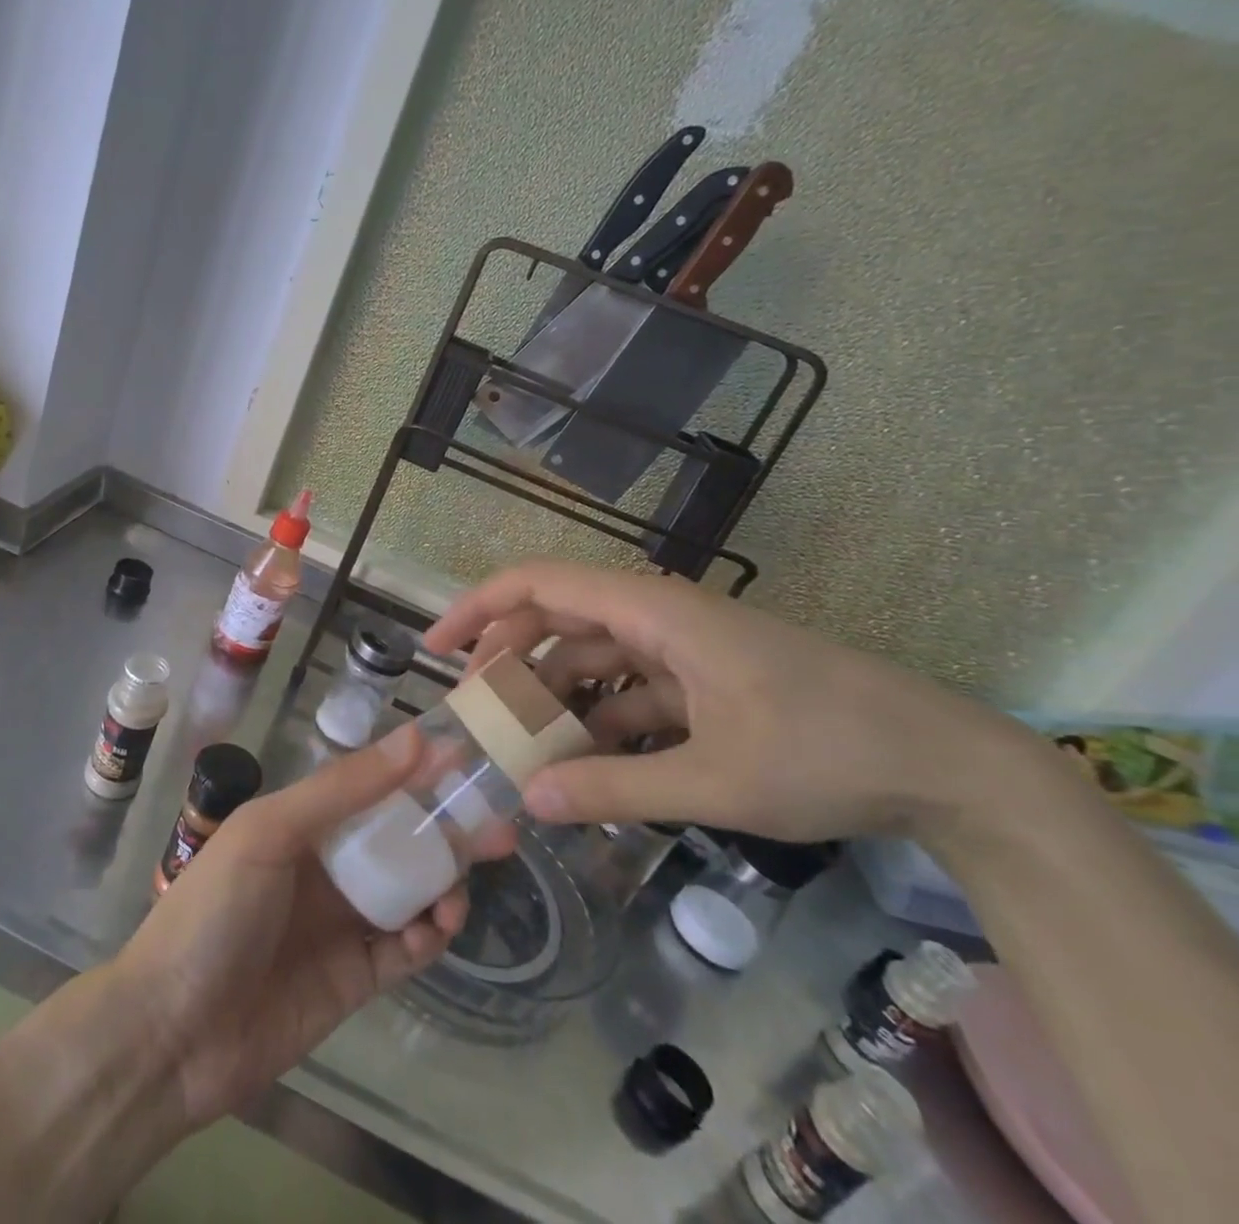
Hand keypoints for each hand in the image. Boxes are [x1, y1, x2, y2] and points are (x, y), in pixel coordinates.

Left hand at [112, 727, 469, 1127]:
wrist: (172, 1034)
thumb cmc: (215, 912)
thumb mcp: (271, 832)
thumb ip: (343, 789)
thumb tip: (415, 739)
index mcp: (302, 823)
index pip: (371, 786)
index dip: (417, 772)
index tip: (469, 760)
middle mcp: (326, 866)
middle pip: (399, 839)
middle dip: (446, 831)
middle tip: (499, 829)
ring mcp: (342, 922)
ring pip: (410, 891)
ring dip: (443, 884)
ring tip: (460, 889)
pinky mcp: (355, 978)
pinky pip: (405, 950)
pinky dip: (429, 937)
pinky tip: (437, 928)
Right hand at [424, 563, 1039, 845]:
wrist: (949, 767)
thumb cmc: (828, 753)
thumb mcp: (714, 779)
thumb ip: (613, 789)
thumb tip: (526, 800)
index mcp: (654, 612)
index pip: (541, 585)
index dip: (479, 608)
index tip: (436, 649)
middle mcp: (659, 616)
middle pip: (557, 618)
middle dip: (507, 657)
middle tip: (473, 709)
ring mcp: (682, 648)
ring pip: (591, 656)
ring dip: (553, 694)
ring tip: (519, 746)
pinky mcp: (703, 680)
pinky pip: (628, 688)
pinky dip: (598, 718)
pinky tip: (582, 763)